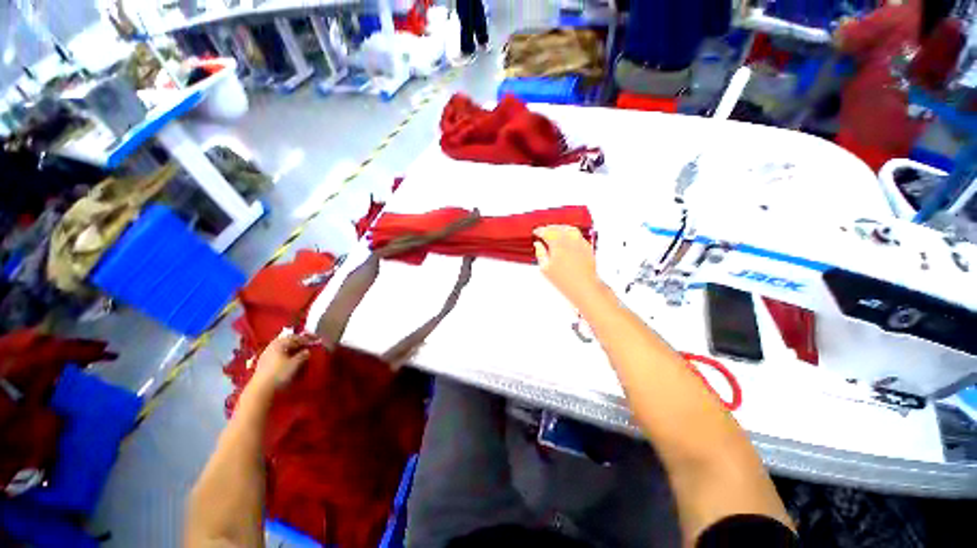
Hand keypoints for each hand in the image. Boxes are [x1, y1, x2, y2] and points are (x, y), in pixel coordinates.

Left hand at [249, 333, 315, 392]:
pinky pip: (278, 353)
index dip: (307, 338)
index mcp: (279, 344)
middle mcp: (272, 346)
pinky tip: (289, 358)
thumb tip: (307, 351)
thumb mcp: (295, 363)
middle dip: (297, 341)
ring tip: (299, 351)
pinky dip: (285, 353)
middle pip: (287, 340)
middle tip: (307, 343)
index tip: (316, 340)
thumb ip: (303, 355)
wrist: (261, 388)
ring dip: (291, 347)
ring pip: (282, 347)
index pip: (295, 337)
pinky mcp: (264, 362)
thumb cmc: (280, 373)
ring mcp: (266, 354)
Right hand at [533, 225, 601, 303]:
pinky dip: (570, 232)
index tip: (536, 232)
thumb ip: (540, 253)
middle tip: (543, 231)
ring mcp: (580, 242)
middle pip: (557, 228)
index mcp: (557, 243)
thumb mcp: (545, 268)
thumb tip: (538, 244)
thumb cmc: (564, 280)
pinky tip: (567, 237)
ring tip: (554, 231)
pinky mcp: (587, 246)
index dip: (539, 231)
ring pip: (568, 229)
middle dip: (549, 228)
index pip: (546, 232)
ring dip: (560, 228)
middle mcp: (569, 240)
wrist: (584, 286)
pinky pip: (577, 234)